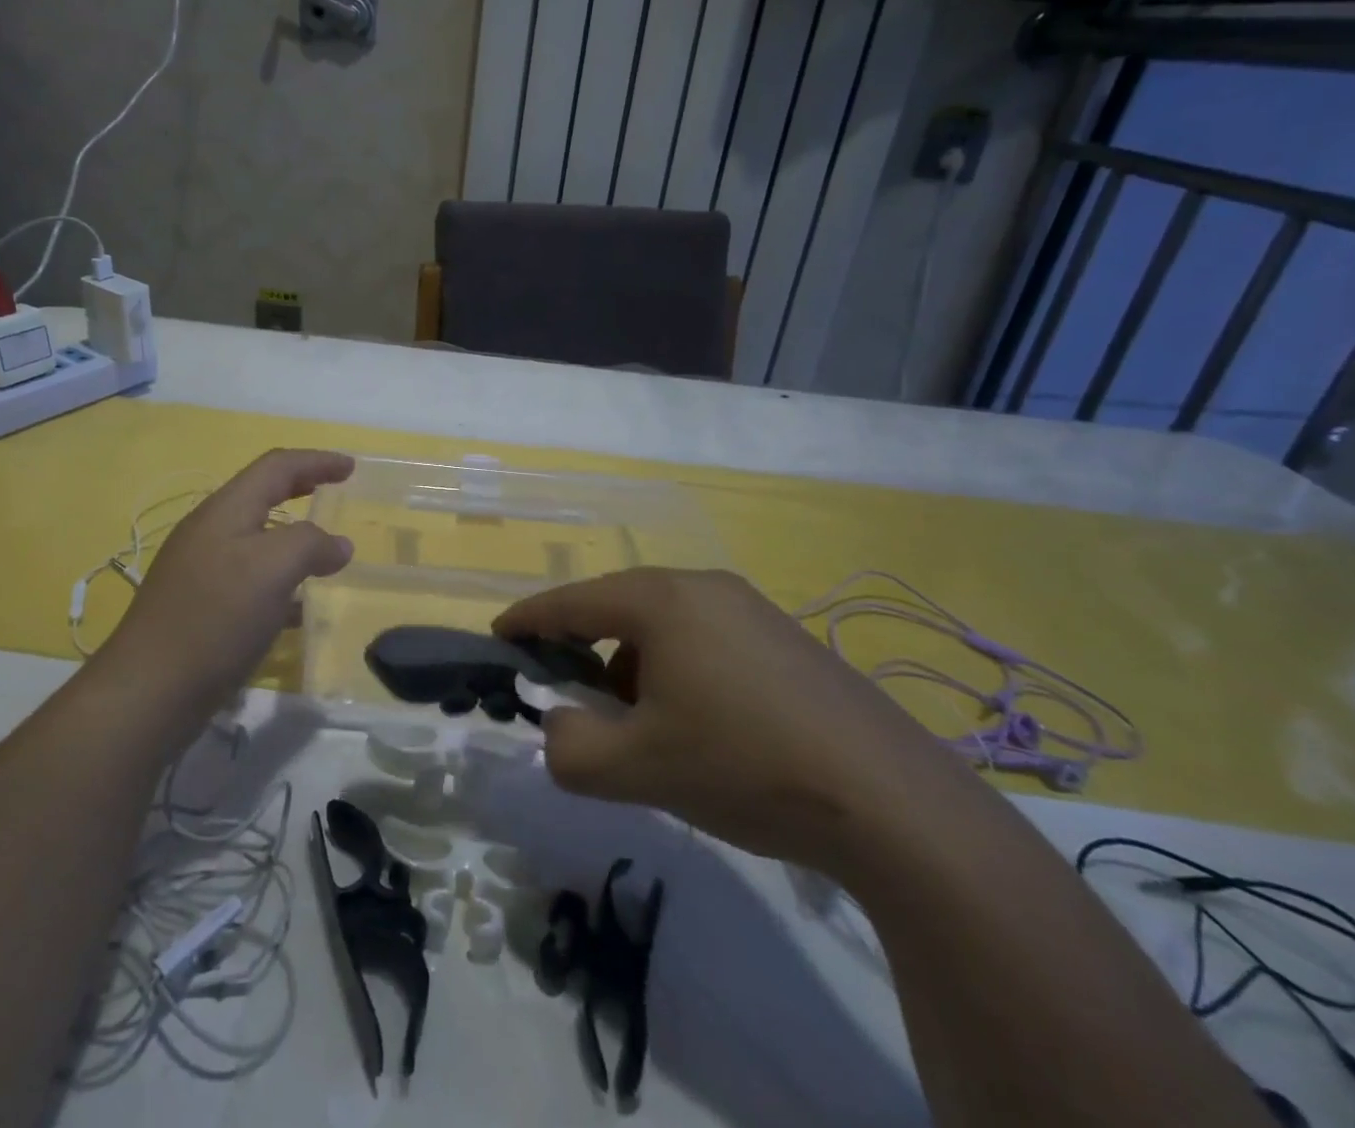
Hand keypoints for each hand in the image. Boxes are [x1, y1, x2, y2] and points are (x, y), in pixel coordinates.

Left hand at [100, 449, 355, 722]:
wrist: (150, 690)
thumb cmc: (215, 617)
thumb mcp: (273, 569)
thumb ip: (310, 544)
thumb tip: (337, 545)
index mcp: (225, 510)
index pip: (276, 467)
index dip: (316, 461)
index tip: (351, 467)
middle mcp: (210, 531)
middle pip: (262, 495)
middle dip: (301, 488)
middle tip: (336, 490)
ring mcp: (200, 570)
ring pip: (256, 539)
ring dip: (292, 536)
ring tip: (323, 551)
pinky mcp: (200, 606)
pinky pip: (249, 577)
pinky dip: (279, 578)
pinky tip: (296, 607)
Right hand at [494, 568, 952, 871]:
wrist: (893, 804)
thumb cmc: (744, 766)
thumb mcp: (637, 768)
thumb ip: (569, 747)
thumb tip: (560, 724)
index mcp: (662, 600)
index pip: (572, 601)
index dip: (529, 619)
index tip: (499, 636)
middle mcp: (705, 587)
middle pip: (619, 609)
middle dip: (587, 652)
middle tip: (573, 698)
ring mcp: (753, 609)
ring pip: (665, 627)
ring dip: (636, 667)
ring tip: (645, 727)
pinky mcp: (788, 640)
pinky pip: (707, 641)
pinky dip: (681, 672)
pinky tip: (703, 727)